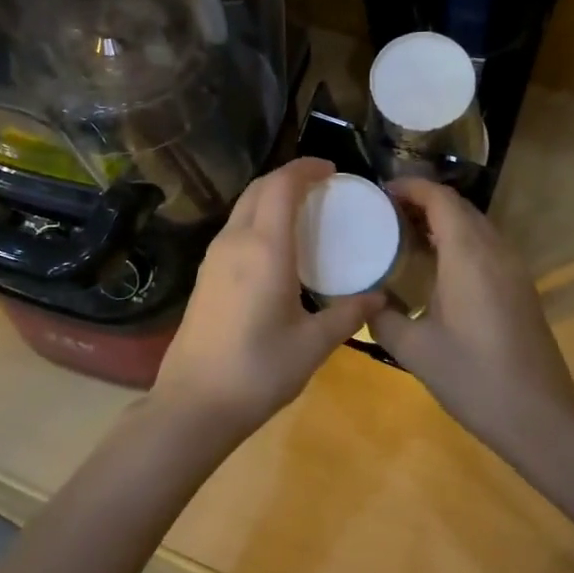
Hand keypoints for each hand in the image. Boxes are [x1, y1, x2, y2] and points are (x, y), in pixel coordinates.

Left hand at [152, 158, 382, 441]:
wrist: (193, 404)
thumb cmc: (258, 371)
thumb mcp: (312, 344)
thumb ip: (348, 314)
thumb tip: (380, 297)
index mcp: (264, 248)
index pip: (282, 185)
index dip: (306, 168)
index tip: (332, 170)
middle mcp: (235, 241)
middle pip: (259, 188)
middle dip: (289, 177)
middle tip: (322, 187)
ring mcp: (214, 257)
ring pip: (243, 206)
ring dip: (271, 196)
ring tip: (304, 211)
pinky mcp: (206, 275)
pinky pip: (235, 228)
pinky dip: (259, 218)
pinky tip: (277, 245)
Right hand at [371, 179, 573, 449]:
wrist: (540, 416)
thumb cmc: (473, 378)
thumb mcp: (414, 350)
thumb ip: (382, 317)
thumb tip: (366, 301)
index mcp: (468, 255)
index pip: (440, 198)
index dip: (410, 187)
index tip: (379, 193)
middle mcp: (495, 250)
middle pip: (459, 206)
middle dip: (422, 201)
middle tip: (384, 213)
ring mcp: (513, 268)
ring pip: (475, 225)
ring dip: (442, 220)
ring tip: (404, 234)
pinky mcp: (520, 286)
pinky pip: (486, 245)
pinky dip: (458, 240)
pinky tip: (436, 266)